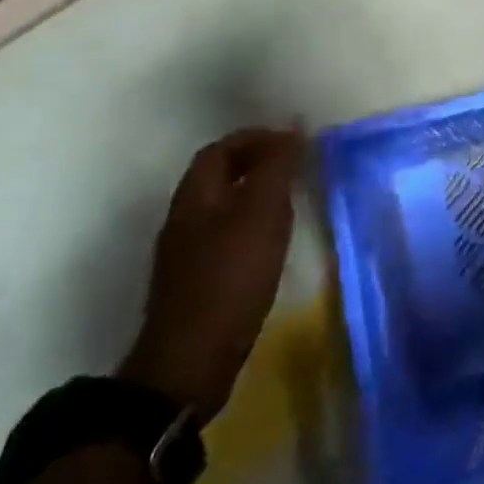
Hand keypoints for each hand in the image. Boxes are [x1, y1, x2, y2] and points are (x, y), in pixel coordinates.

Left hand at [118, 128, 302, 421]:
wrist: (193, 357)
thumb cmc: (231, 276)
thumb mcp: (261, 214)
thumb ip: (277, 169)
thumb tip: (292, 127)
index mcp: (195, 197)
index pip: (220, 150)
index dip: (256, 138)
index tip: (296, 140)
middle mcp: (185, 219)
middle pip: (218, 177)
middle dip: (257, 163)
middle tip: (299, 165)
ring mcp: (188, 253)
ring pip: (223, 206)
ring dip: (256, 193)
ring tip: (294, 197)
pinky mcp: (200, 280)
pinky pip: (228, 234)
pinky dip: (253, 223)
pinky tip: (275, 240)